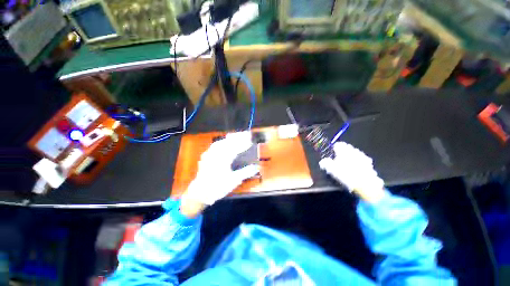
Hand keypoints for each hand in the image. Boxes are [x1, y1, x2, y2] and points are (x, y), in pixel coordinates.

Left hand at [182, 132, 259, 207]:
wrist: (200, 193)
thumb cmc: (218, 187)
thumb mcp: (234, 180)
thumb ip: (246, 172)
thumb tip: (256, 167)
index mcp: (223, 159)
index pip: (236, 148)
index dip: (244, 143)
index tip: (251, 140)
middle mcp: (216, 154)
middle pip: (228, 142)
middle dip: (238, 137)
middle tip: (246, 134)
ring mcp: (209, 154)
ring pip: (221, 142)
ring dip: (230, 138)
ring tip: (237, 135)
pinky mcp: (206, 156)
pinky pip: (215, 145)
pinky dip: (222, 142)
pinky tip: (224, 142)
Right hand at [319, 142, 384, 202]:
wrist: (366, 184)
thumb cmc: (346, 174)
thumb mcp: (331, 169)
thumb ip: (326, 163)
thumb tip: (322, 161)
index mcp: (344, 150)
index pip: (338, 144)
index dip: (334, 148)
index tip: (332, 153)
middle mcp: (354, 151)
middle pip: (347, 148)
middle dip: (343, 152)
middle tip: (338, 159)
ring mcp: (363, 157)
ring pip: (355, 154)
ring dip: (351, 157)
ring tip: (347, 165)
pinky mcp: (370, 165)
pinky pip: (362, 161)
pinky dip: (358, 163)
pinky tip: (356, 170)